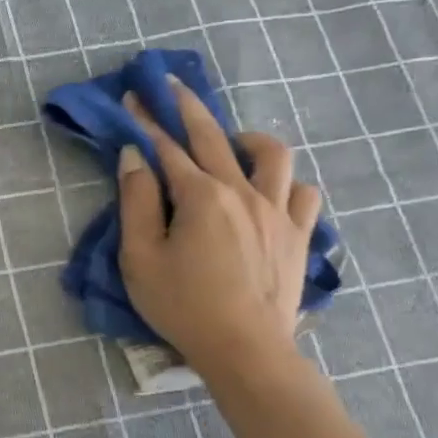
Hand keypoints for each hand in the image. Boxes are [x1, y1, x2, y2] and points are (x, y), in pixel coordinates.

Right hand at [117, 77, 322, 383]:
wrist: (246, 351)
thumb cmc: (183, 306)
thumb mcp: (140, 257)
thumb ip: (136, 202)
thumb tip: (134, 157)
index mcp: (200, 196)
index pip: (166, 148)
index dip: (146, 121)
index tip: (133, 97)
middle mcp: (242, 191)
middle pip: (213, 136)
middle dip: (188, 107)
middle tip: (171, 86)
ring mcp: (277, 212)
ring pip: (273, 155)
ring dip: (248, 139)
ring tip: (231, 143)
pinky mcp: (297, 235)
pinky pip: (304, 194)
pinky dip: (286, 184)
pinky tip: (271, 192)